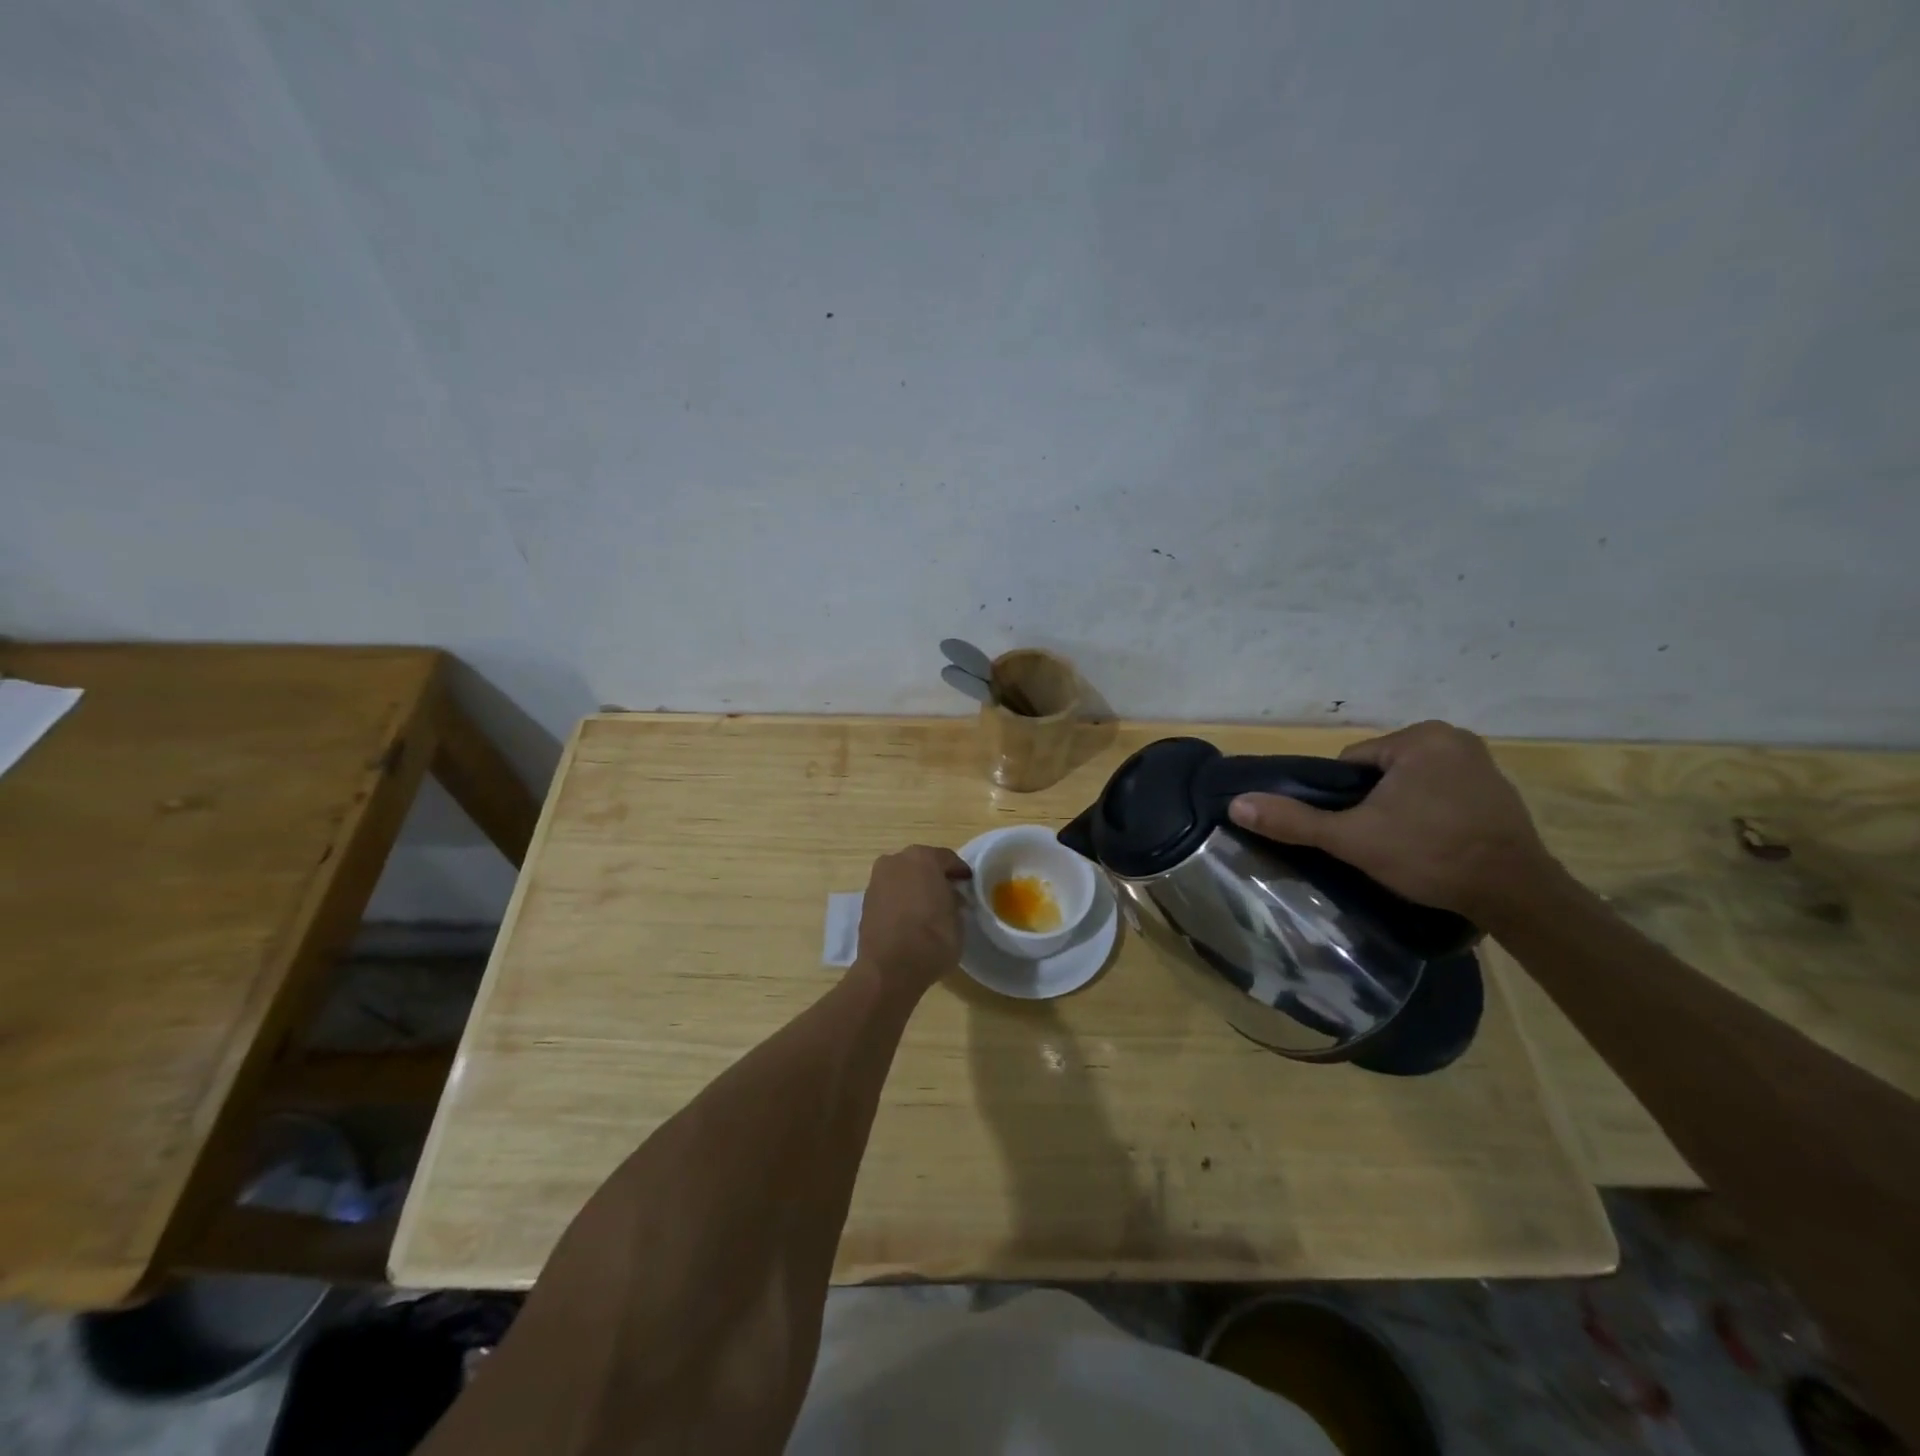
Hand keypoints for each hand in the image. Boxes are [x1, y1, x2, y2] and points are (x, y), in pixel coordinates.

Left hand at [856, 845, 971, 994]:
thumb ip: (954, 901)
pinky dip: (900, 900)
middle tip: (949, 894)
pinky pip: (890, 893)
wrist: (890, 968)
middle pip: (921, 864)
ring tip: (929, 908)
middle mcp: (896, 861)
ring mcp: (877, 880)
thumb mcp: (957, 918)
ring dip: (915, 887)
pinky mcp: (865, 901)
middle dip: (935, 876)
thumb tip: (950, 897)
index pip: (947, 859)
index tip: (968, 883)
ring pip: (903, 877)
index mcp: (923, 858)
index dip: (959, 872)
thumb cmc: (933, 938)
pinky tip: (910, 917)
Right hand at [1227, 720, 1557, 925]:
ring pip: (1410, 784)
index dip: (1343, 800)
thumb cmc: (1430, 854)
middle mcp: (1454, 738)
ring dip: (1401, 809)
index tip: (1355, 831)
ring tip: (1406, 847)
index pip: (1352, 764)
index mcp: (1420, 737)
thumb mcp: (1353, 838)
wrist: (1517, 895)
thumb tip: (1237, 804)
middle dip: (1373, 804)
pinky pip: (1442, 794)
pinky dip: (1431, 813)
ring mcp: (1482, 763)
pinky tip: (1435, 844)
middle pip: (1381, 772)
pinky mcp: (1499, 790)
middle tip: (1379, 842)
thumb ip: (1295, 820)